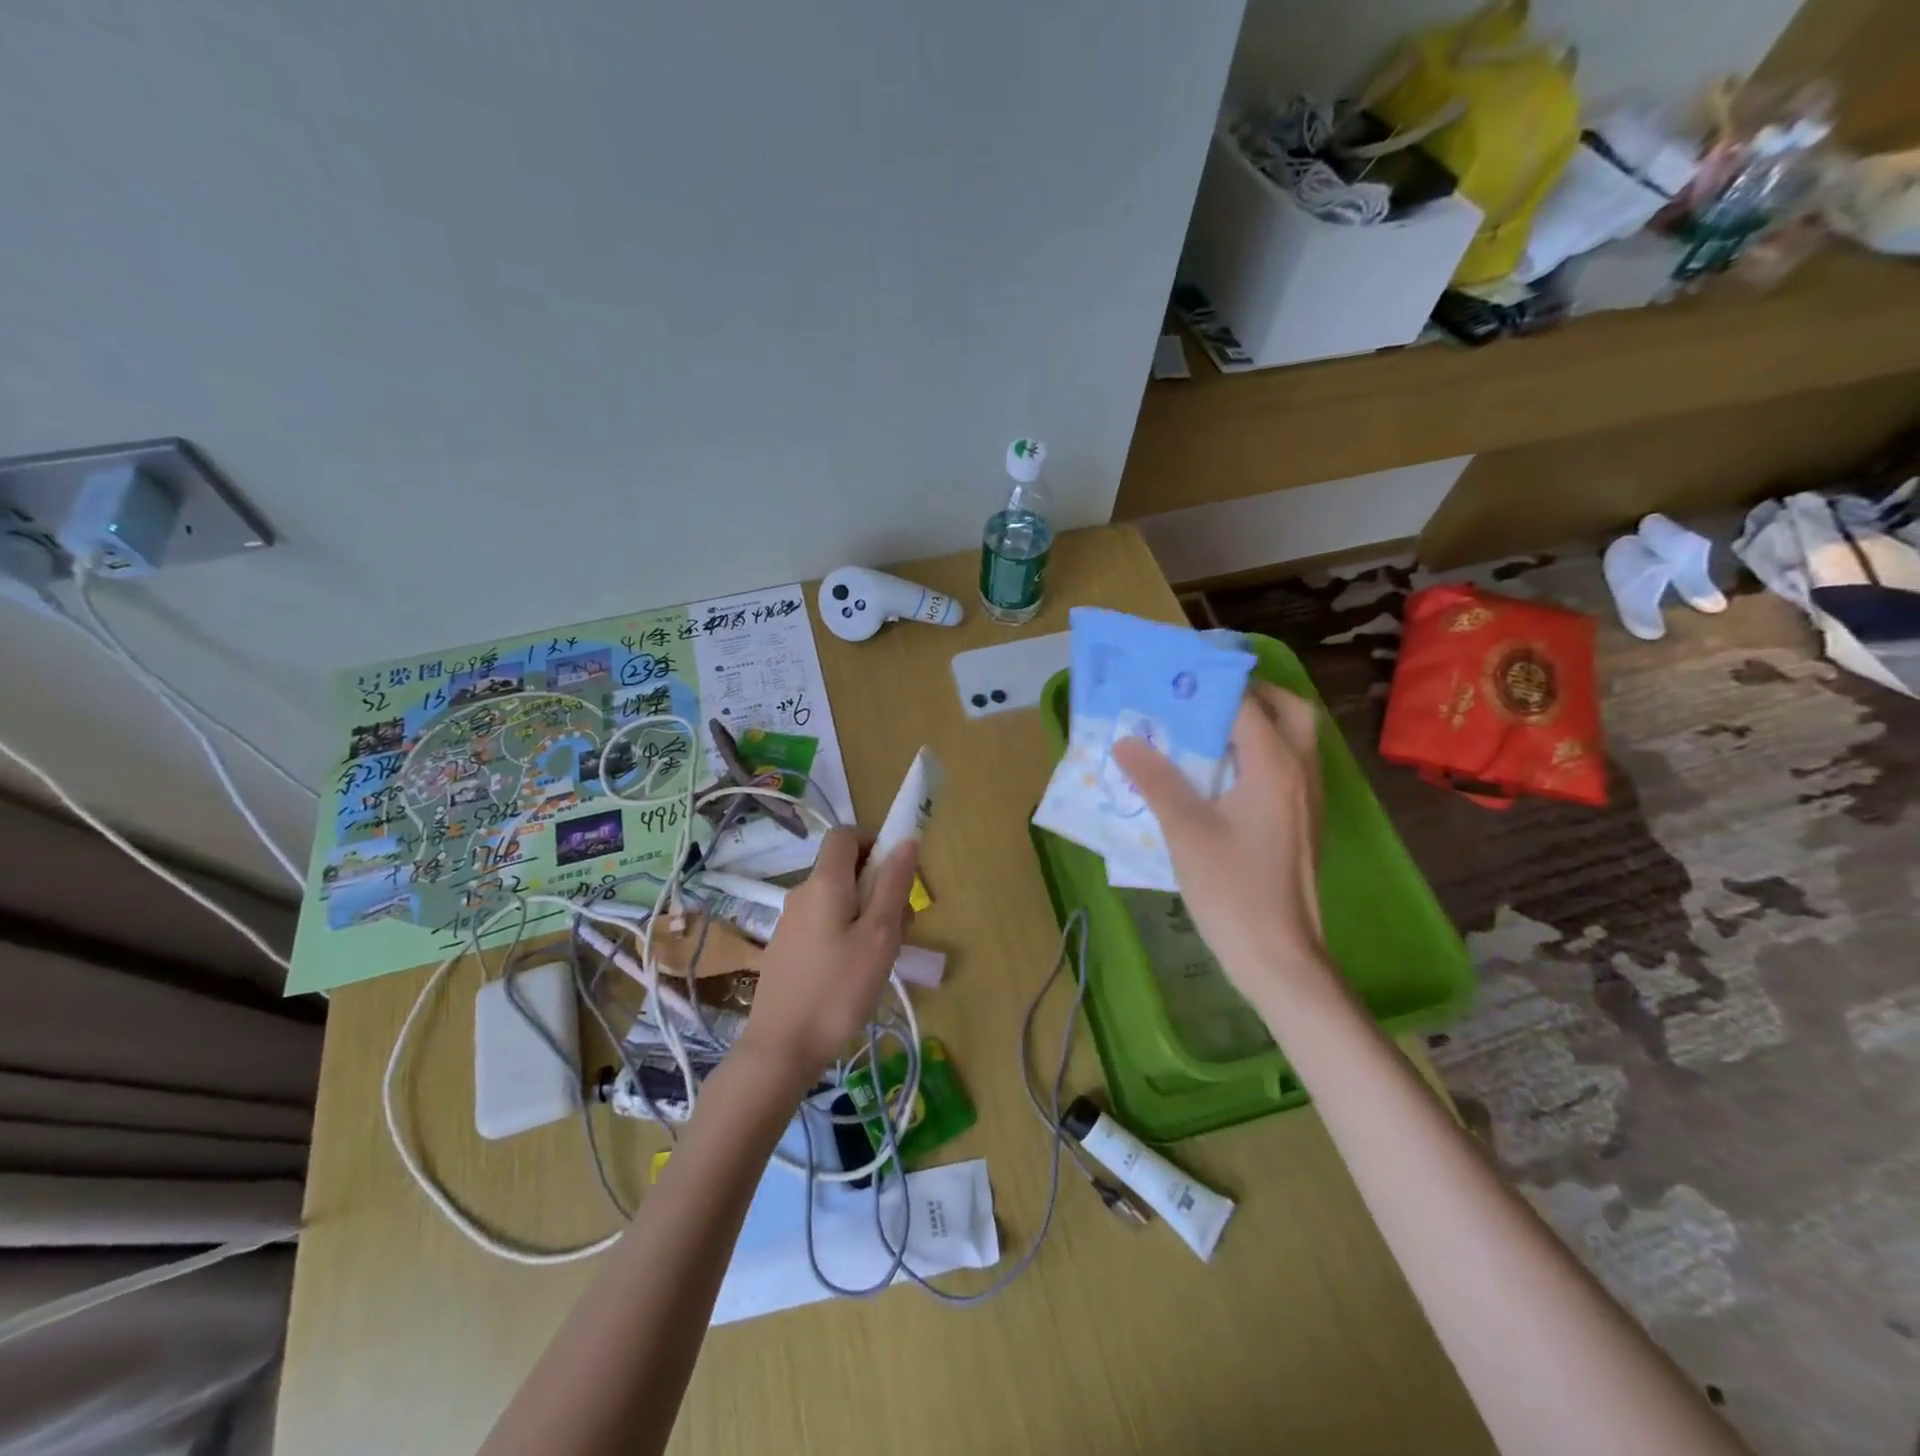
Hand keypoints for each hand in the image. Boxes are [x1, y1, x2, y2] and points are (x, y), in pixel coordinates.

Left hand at [740, 828, 917, 1086]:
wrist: (780, 1049)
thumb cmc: (837, 990)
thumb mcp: (879, 937)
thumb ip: (893, 885)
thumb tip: (905, 840)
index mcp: (824, 883)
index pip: (845, 835)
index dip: (875, 842)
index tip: (898, 874)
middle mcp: (802, 894)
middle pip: (844, 869)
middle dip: (878, 886)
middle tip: (901, 927)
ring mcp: (790, 923)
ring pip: (837, 900)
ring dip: (866, 914)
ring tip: (882, 957)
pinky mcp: (786, 949)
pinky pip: (823, 923)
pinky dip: (846, 933)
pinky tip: (855, 973)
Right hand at [1112, 683, 1332, 1007]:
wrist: (1278, 956)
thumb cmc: (1231, 889)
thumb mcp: (1185, 831)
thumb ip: (1157, 780)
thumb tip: (1126, 741)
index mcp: (1275, 767)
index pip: (1246, 704)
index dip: (1211, 684)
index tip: (1175, 674)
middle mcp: (1301, 773)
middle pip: (1291, 711)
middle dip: (1253, 694)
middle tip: (1207, 697)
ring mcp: (1307, 800)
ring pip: (1294, 740)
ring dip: (1259, 723)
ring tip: (1208, 728)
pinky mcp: (1302, 824)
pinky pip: (1288, 769)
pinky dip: (1261, 755)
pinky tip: (1222, 776)